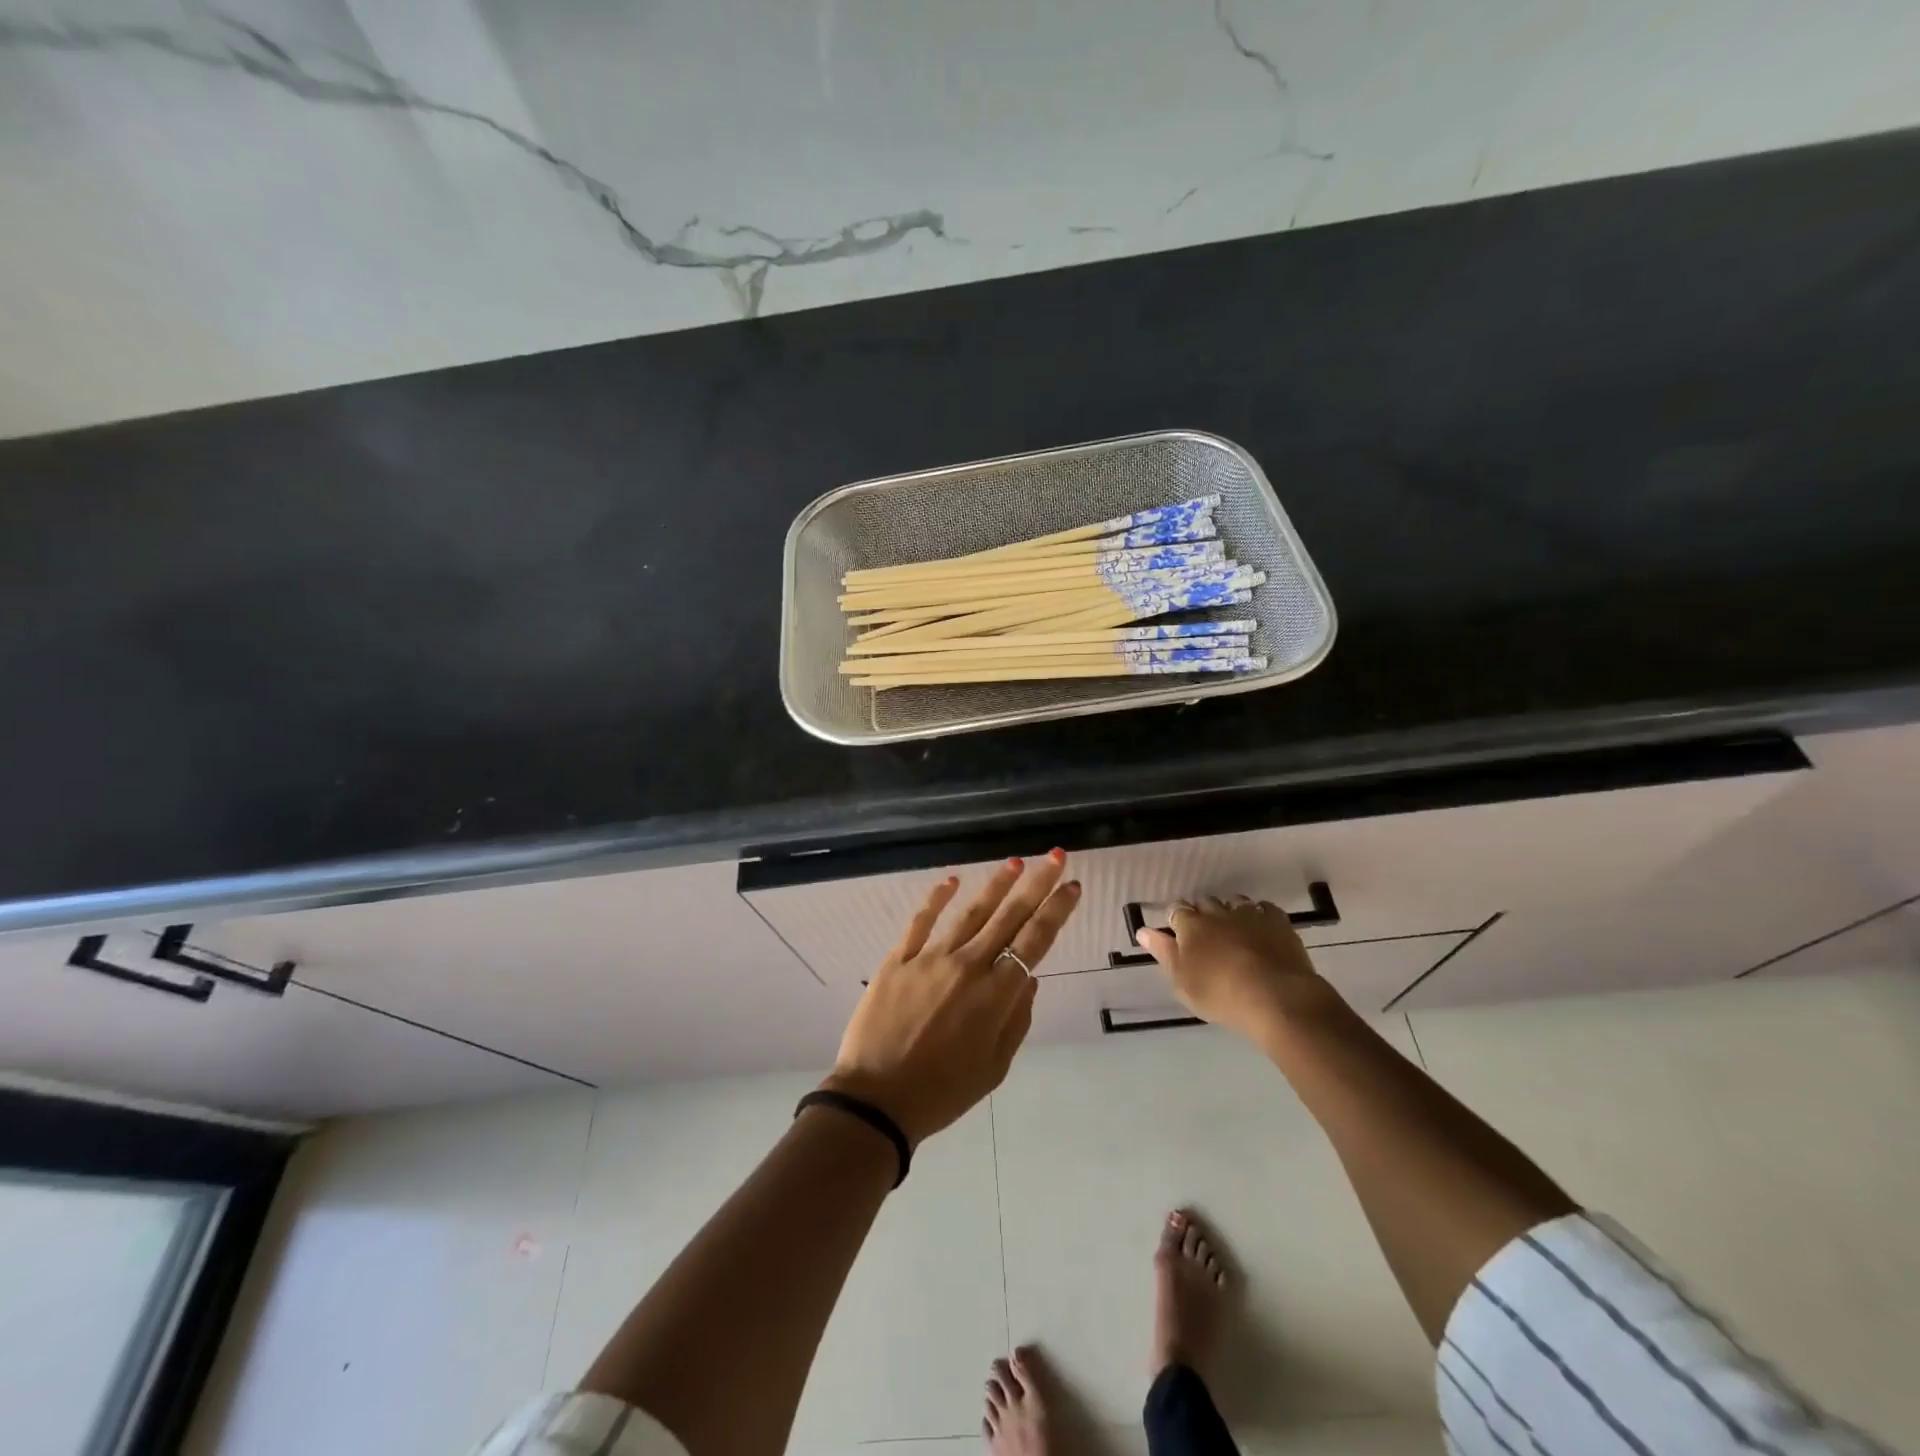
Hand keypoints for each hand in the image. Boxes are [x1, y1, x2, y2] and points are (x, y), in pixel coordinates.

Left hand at [822, 851, 1081, 1145]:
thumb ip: (1015, 1020)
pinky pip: (920, 922)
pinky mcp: (898, 960)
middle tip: (1054, 856)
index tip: (1072, 886)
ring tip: (1014, 862)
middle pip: (1008, 917)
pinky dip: (936, 899)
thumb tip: (1029, 978)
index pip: (1034, 942)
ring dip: (995, 886)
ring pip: (970, 913)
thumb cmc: (942, 1092)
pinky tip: (951, 881)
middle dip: (1036, 884)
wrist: (876, 1100)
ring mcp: (930, 959)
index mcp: (995, 996)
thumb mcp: (994, 1068)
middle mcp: (967, 967)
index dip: (1056, 911)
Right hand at [1133, 895, 1337, 1044]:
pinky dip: (1259, 914)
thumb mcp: (1182, 982)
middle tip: (1206, 936)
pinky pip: (1264, 908)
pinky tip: (1260, 928)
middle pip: (1205, 902)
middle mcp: (1217, 912)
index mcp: (1191, 925)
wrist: (1275, 997)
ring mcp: (1249, 913)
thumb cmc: (1220, 994)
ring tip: (1233, 930)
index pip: (1176, 910)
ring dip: (1230, 911)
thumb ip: (1163, 953)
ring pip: (1234, 901)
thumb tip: (1143, 931)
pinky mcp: (1277, 921)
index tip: (1178, 934)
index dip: (1176, 919)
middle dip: (1203, 913)